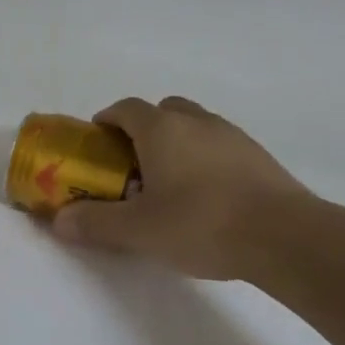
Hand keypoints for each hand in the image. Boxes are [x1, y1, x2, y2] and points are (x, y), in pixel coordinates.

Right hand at [52, 96, 314, 281]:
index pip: (125, 108)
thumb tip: (59, 221)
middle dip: (142, 130)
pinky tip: (205, 197)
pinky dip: (204, 159)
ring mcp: (232, 136)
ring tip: (168, 184)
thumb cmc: (201, 223)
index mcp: (161, 129)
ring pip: (193, 126)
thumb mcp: (138, 230)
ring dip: (176, 144)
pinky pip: (219, 147)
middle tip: (131, 164)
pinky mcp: (258, 157)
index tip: (96, 144)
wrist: (285, 236)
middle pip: (162, 110)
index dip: (106, 121)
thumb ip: (95, 223)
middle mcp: (196, 121)